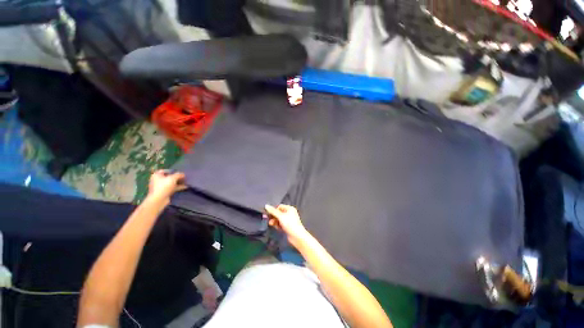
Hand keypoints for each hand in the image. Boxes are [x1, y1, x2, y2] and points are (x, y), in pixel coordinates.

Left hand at [147, 170, 186, 203]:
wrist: (159, 199)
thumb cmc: (164, 186)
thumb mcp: (173, 178)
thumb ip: (178, 175)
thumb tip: (183, 174)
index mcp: (157, 175)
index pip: (165, 171)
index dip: (172, 171)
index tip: (179, 173)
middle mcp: (158, 180)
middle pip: (169, 177)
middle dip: (177, 177)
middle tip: (184, 177)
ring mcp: (161, 187)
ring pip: (171, 183)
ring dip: (178, 182)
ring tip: (186, 182)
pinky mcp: (164, 192)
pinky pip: (172, 188)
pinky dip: (178, 187)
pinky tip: (185, 187)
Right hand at [265, 204, 308, 247]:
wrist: (297, 236)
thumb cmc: (290, 224)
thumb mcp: (280, 216)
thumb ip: (273, 211)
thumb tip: (266, 205)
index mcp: (289, 208)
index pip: (279, 206)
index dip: (274, 210)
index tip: (268, 213)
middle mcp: (289, 213)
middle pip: (278, 213)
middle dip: (273, 216)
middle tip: (268, 219)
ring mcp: (288, 220)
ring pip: (279, 219)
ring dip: (275, 221)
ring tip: (272, 224)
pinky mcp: (287, 226)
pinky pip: (280, 224)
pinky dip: (278, 225)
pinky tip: (277, 228)